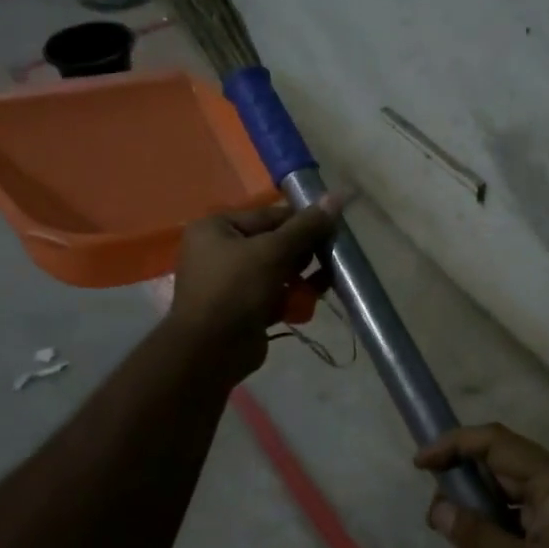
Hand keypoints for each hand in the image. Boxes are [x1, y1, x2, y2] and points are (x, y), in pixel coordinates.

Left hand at [166, 198, 340, 378]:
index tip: (333, 229)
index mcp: (217, 228)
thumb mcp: (273, 251)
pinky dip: (292, 296)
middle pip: (274, 242)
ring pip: (277, 270)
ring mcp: (230, 281)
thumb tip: (337, 196)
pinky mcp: (243, 308)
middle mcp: (219, 250)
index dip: (303, 221)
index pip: (269, 215)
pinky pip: (274, 294)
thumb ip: (306, 226)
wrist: (211, 351)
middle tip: (330, 257)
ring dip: (302, 276)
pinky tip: (310, 301)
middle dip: (304, 252)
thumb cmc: (236, 288)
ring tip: (325, 281)